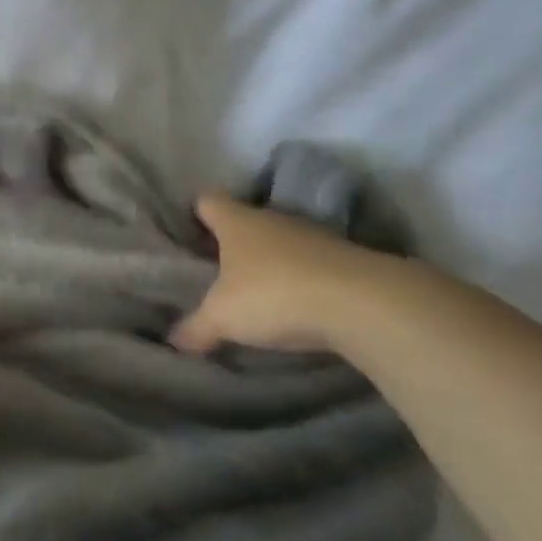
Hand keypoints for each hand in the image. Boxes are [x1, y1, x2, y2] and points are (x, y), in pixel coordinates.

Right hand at [170, 192, 387, 355]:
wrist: (367, 305)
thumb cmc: (275, 295)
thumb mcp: (222, 318)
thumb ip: (195, 328)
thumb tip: (174, 340)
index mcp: (238, 222)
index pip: (209, 200)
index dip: (197, 213)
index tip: (190, 231)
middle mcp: (276, 220)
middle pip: (247, 221)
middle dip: (234, 242)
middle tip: (218, 269)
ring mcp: (317, 238)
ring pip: (283, 243)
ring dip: (273, 263)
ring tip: (259, 292)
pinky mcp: (350, 262)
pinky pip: (314, 266)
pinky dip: (305, 280)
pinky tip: (299, 305)